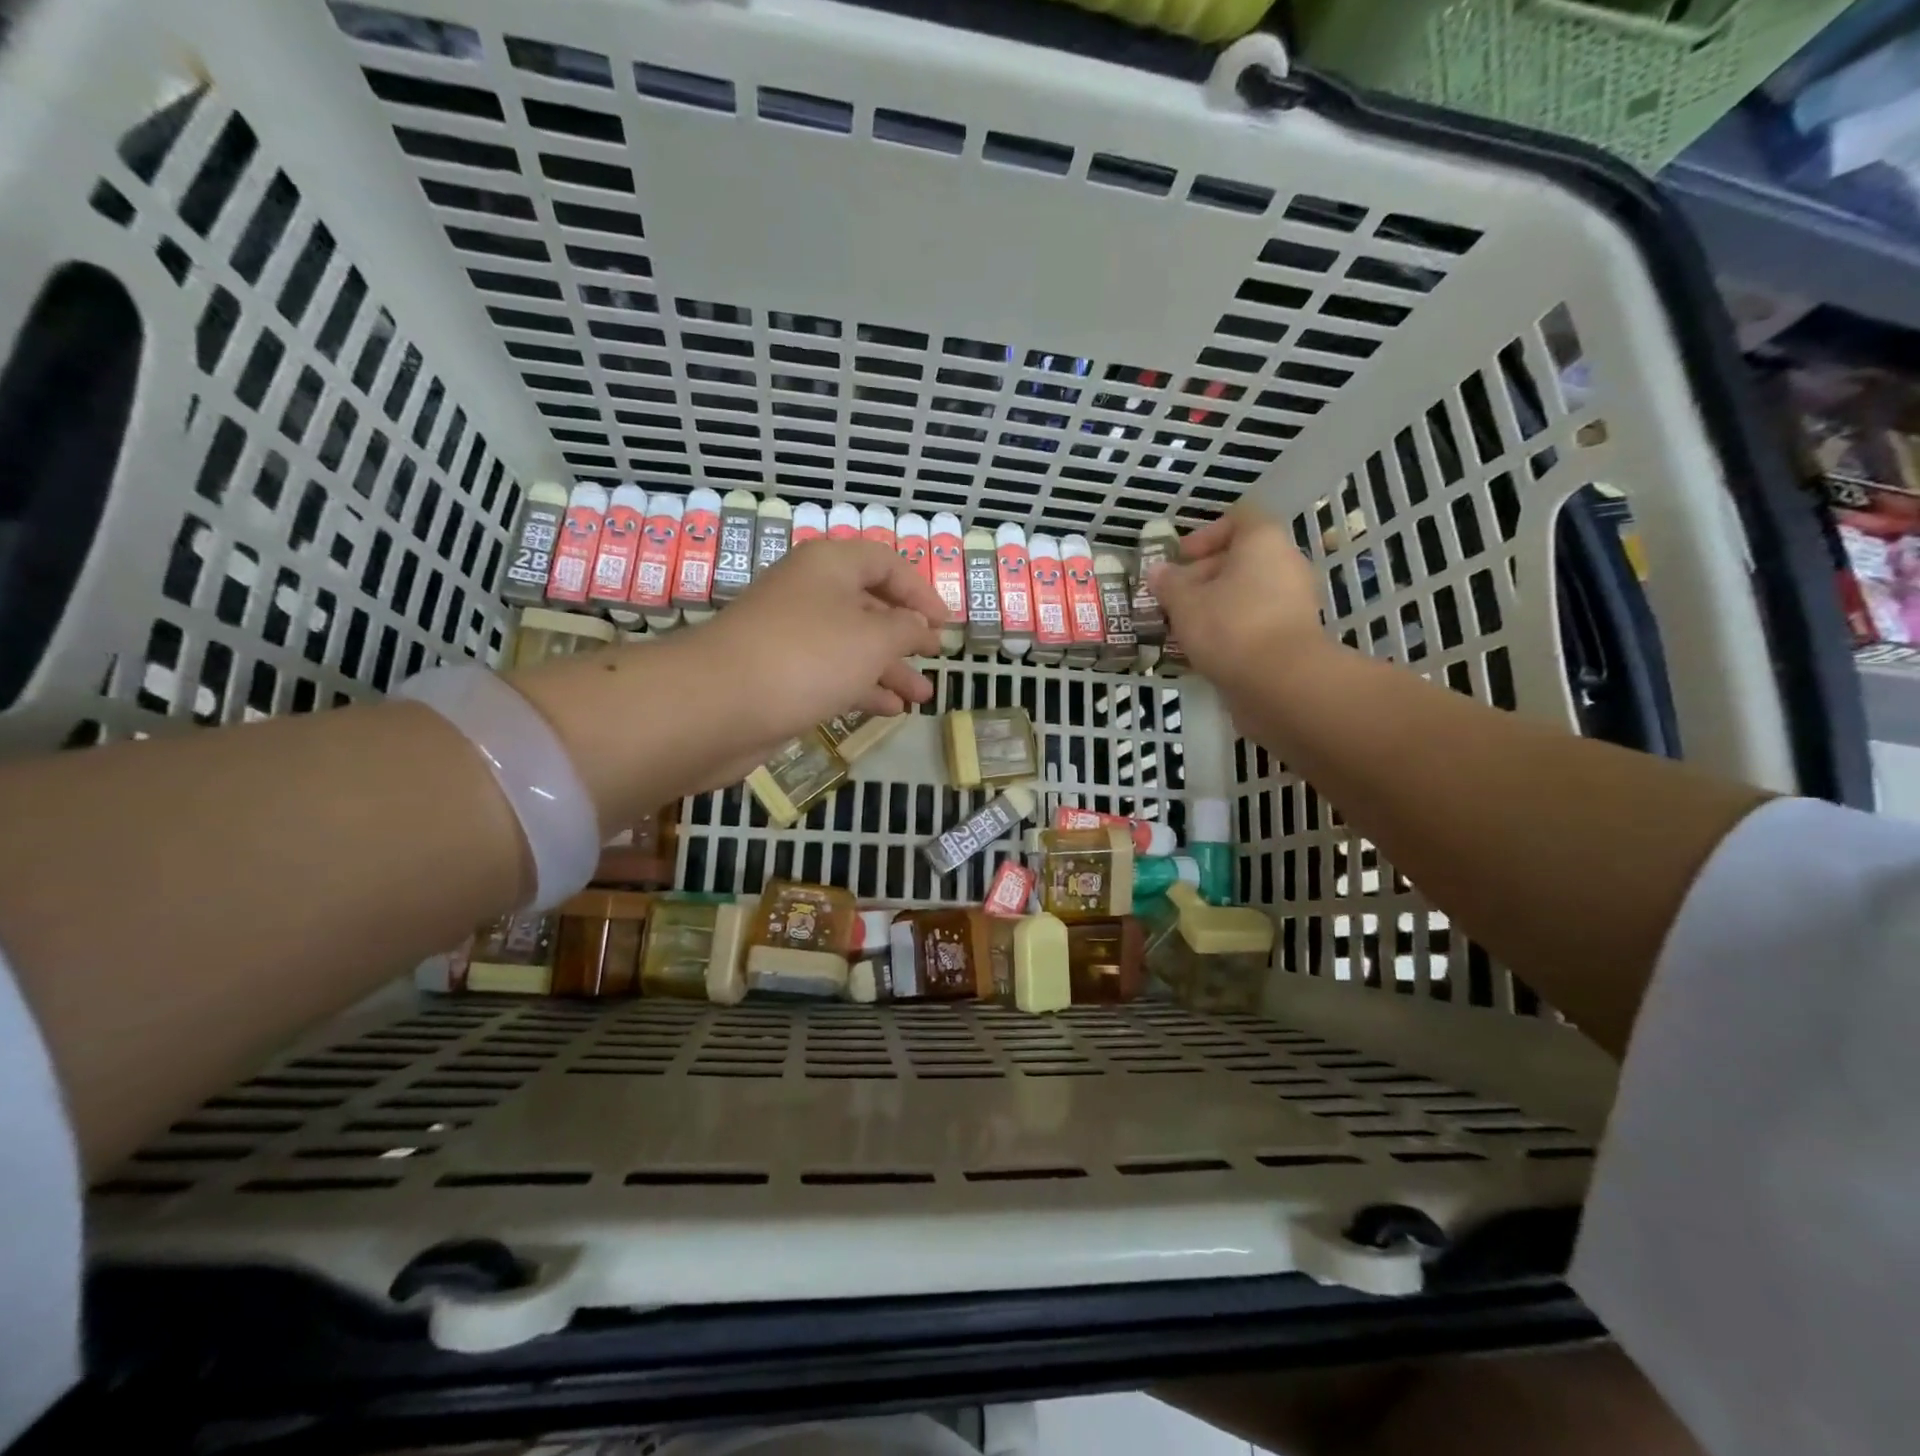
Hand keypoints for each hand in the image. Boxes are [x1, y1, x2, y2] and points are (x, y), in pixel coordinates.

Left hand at [696, 537, 945, 730]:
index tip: (944, 625)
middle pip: (868, 605)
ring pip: (851, 645)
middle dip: (905, 634)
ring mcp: (791, 636)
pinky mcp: (779, 675)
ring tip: (922, 695)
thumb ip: (906, 629)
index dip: (920, 590)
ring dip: (889, 668)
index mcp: (829, 566)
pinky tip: (889, 710)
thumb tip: (918, 627)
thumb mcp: (874, 637)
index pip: (885, 563)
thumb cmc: (808, 657)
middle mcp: (809, 593)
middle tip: (933, 657)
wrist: (718, 704)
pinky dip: (861, 688)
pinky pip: (831, 675)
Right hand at [1149, 508, 1327, 690]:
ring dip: (1215, 605)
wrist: (1281, 682)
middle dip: (1203, 576)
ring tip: (1184, 627)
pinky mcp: (1294, 634)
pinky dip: (1232, 628)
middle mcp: (1285, 563)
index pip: (1238, 519)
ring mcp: (1294, 600)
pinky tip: (1206, 649)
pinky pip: (1256, 619)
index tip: (1179, 559)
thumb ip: (1168, 584)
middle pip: (1241, 558)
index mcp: (1263, 541)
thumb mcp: (1185, 603)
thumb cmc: (1229, 626)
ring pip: (1247, 592)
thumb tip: (1157, 571)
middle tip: (1172, 599)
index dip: (1205, 535)